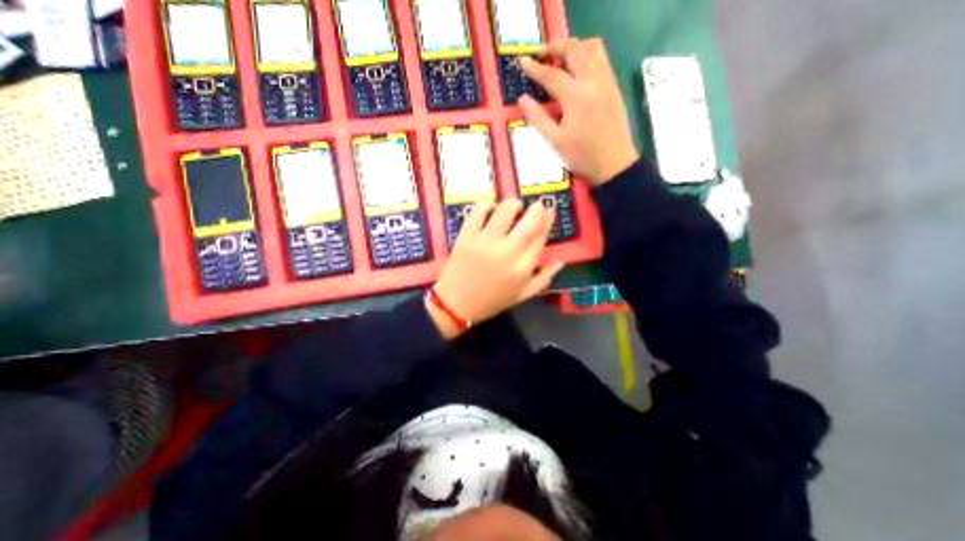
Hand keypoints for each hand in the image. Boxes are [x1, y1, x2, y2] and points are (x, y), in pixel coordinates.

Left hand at [428, 202, 565, 339]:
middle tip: (533, 209)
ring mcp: (486, 240)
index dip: (548, 220)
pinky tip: (490, 210)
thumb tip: (560, 261)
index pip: (541, 236)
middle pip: (530, 219)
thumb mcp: (522, 295)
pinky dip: (487, 205)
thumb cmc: (491, 301)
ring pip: (506, 209)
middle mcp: (508, 250)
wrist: (455, 304)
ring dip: (513, 204)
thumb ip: (543, 278)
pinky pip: (479, 210)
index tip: (549, 211)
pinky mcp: (468, 235)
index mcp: (523, 267)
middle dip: (536, 208)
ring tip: (512, 210)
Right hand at [521, 39, 638, 185]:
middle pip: (574, 50)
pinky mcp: (614, 88)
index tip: (522, 62)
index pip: (552, 75)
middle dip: (555, 47)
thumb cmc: (582, 157)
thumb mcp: (555, 142)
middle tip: (541, 54)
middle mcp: (593, 82)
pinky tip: (579, 69)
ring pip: (593, 48)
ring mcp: (607, 82)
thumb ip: (538, 119)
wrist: (614, 164)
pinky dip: (588, 55)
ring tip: (560, 57)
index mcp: (575, 97)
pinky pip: (602, 59)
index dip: (535, 68)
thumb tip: (522, 99)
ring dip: (574, 46)